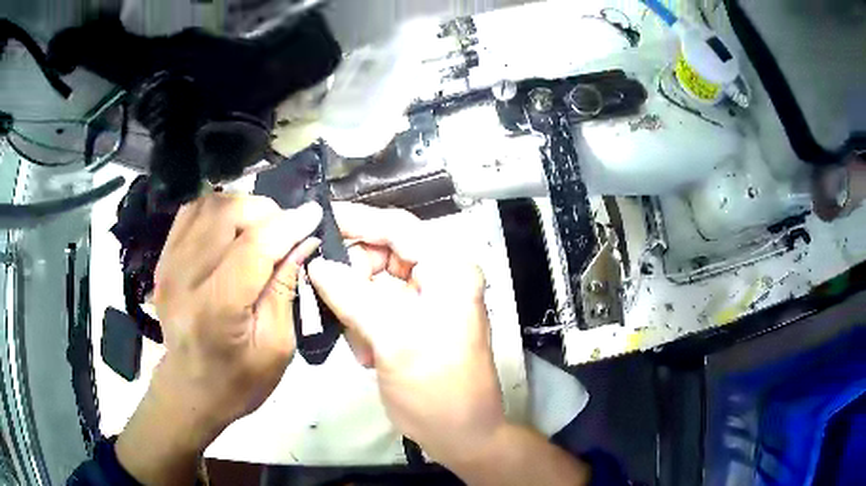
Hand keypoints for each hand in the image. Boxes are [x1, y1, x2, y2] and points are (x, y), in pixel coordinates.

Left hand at [117, 193, 321, 485]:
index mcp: (216, 309)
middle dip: (265, 211)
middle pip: (227, 214)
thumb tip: (302, 240)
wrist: (191, 389)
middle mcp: (185, 278)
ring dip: (242, 207)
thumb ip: (286, 289)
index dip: (287, 224)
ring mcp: (168, 264)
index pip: (254, 247)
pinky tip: (233, 227)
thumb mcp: (277, 346)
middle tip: (284, 230)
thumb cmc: (239, 379)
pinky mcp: (164, 259)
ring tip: (260, 227)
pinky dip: (218, 210)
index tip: (314, 214)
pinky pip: (192, 212)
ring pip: (209, 205)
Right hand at [307, 203, 505, 465]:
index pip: (397, 226)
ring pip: (377, 281)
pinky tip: (367, 352)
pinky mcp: (418, 320)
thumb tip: (317, 263)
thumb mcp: (392, 338)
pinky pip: (379, 305)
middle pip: (384, 252)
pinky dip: (365, 323)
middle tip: (329, 299)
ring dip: (357, 306)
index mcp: (449, 269)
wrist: (461, 434)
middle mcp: (443, 276)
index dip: (356, 219)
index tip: (317, 220)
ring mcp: (431, 299)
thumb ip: (351, 295)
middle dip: (354, 276)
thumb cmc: (435, 388)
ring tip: (358, 342)